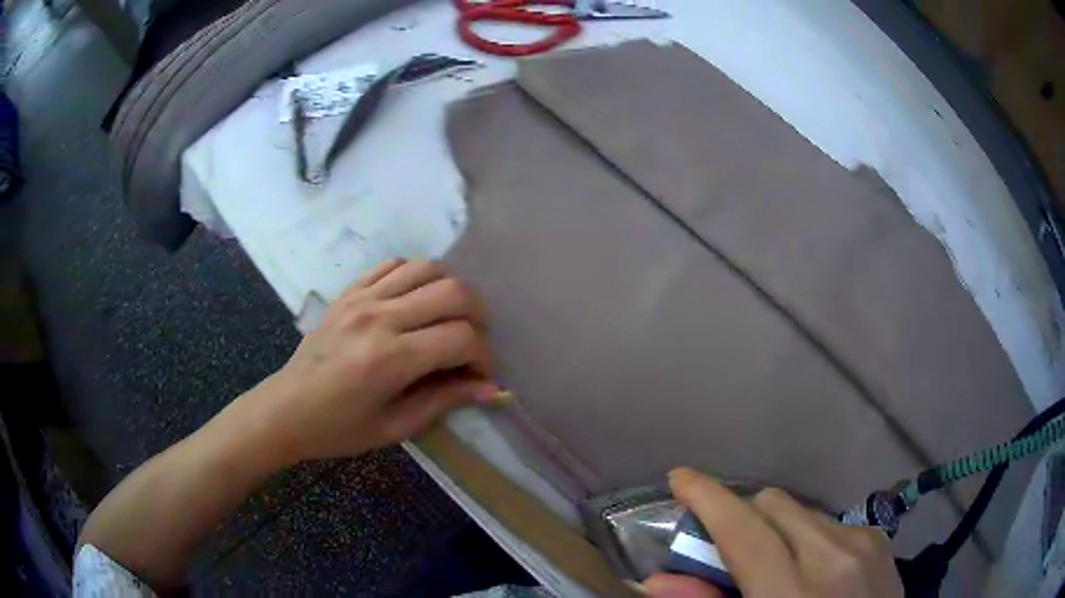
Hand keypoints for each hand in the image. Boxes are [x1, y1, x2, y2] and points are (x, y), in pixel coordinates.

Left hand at [246, 260, 499, 464]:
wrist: (286, 409)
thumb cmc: (338, 429)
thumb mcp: (395, 427)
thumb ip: (445, 400)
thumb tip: (491, 388)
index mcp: (391, 359)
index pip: (461, 338)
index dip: (483, 357)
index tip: (480, 375)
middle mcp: (380, 317)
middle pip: (453, 292)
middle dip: (477, 316)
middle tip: (471, 342)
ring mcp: (362, 298)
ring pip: (427, 268)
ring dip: (450, 290)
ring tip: (448, 317)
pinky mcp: (349, 291)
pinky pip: (393, 265)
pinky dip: (416, 276)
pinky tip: (415, 301)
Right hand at [645, 468, 902, 597]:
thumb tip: (657, 580)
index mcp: (792, 595)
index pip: (745, 531)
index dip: (708, 499)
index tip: (680, 479)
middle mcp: (832, 557)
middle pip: (773, 504)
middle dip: (742, 514)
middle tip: (726, 543)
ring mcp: (863, 543)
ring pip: (802, 510)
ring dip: (777, 527)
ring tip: (776, 562)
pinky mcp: (880, 539)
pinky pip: (830, 520)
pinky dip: (808, 534)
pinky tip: (813, 566)